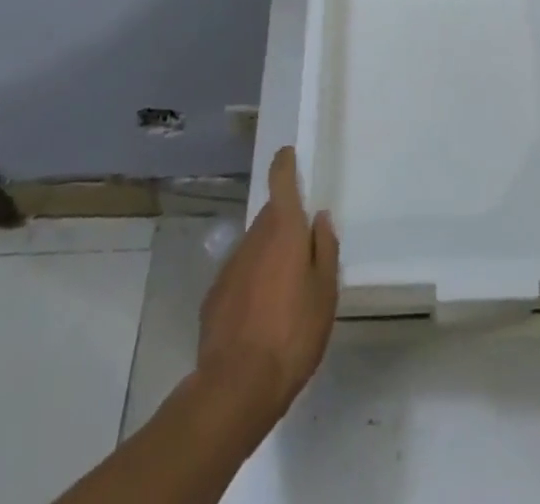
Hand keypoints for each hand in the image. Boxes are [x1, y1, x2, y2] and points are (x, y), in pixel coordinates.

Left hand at [195, 146, 338, 438]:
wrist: (236, 386)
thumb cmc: (293, 333)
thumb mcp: (325, 293)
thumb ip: (324, 249)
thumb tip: (319, 218)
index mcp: (283, 230)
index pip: (280, 182)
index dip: (284, 164)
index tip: (287, 154)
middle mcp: (253, 238)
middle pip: (270, 216)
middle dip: (285, 222)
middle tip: (303, 246)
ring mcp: (230, 266)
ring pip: (254, 247)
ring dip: (269, 255)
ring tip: (285, 289)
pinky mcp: (214, 297)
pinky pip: (240, 276)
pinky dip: (252, 283)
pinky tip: (260, 314)